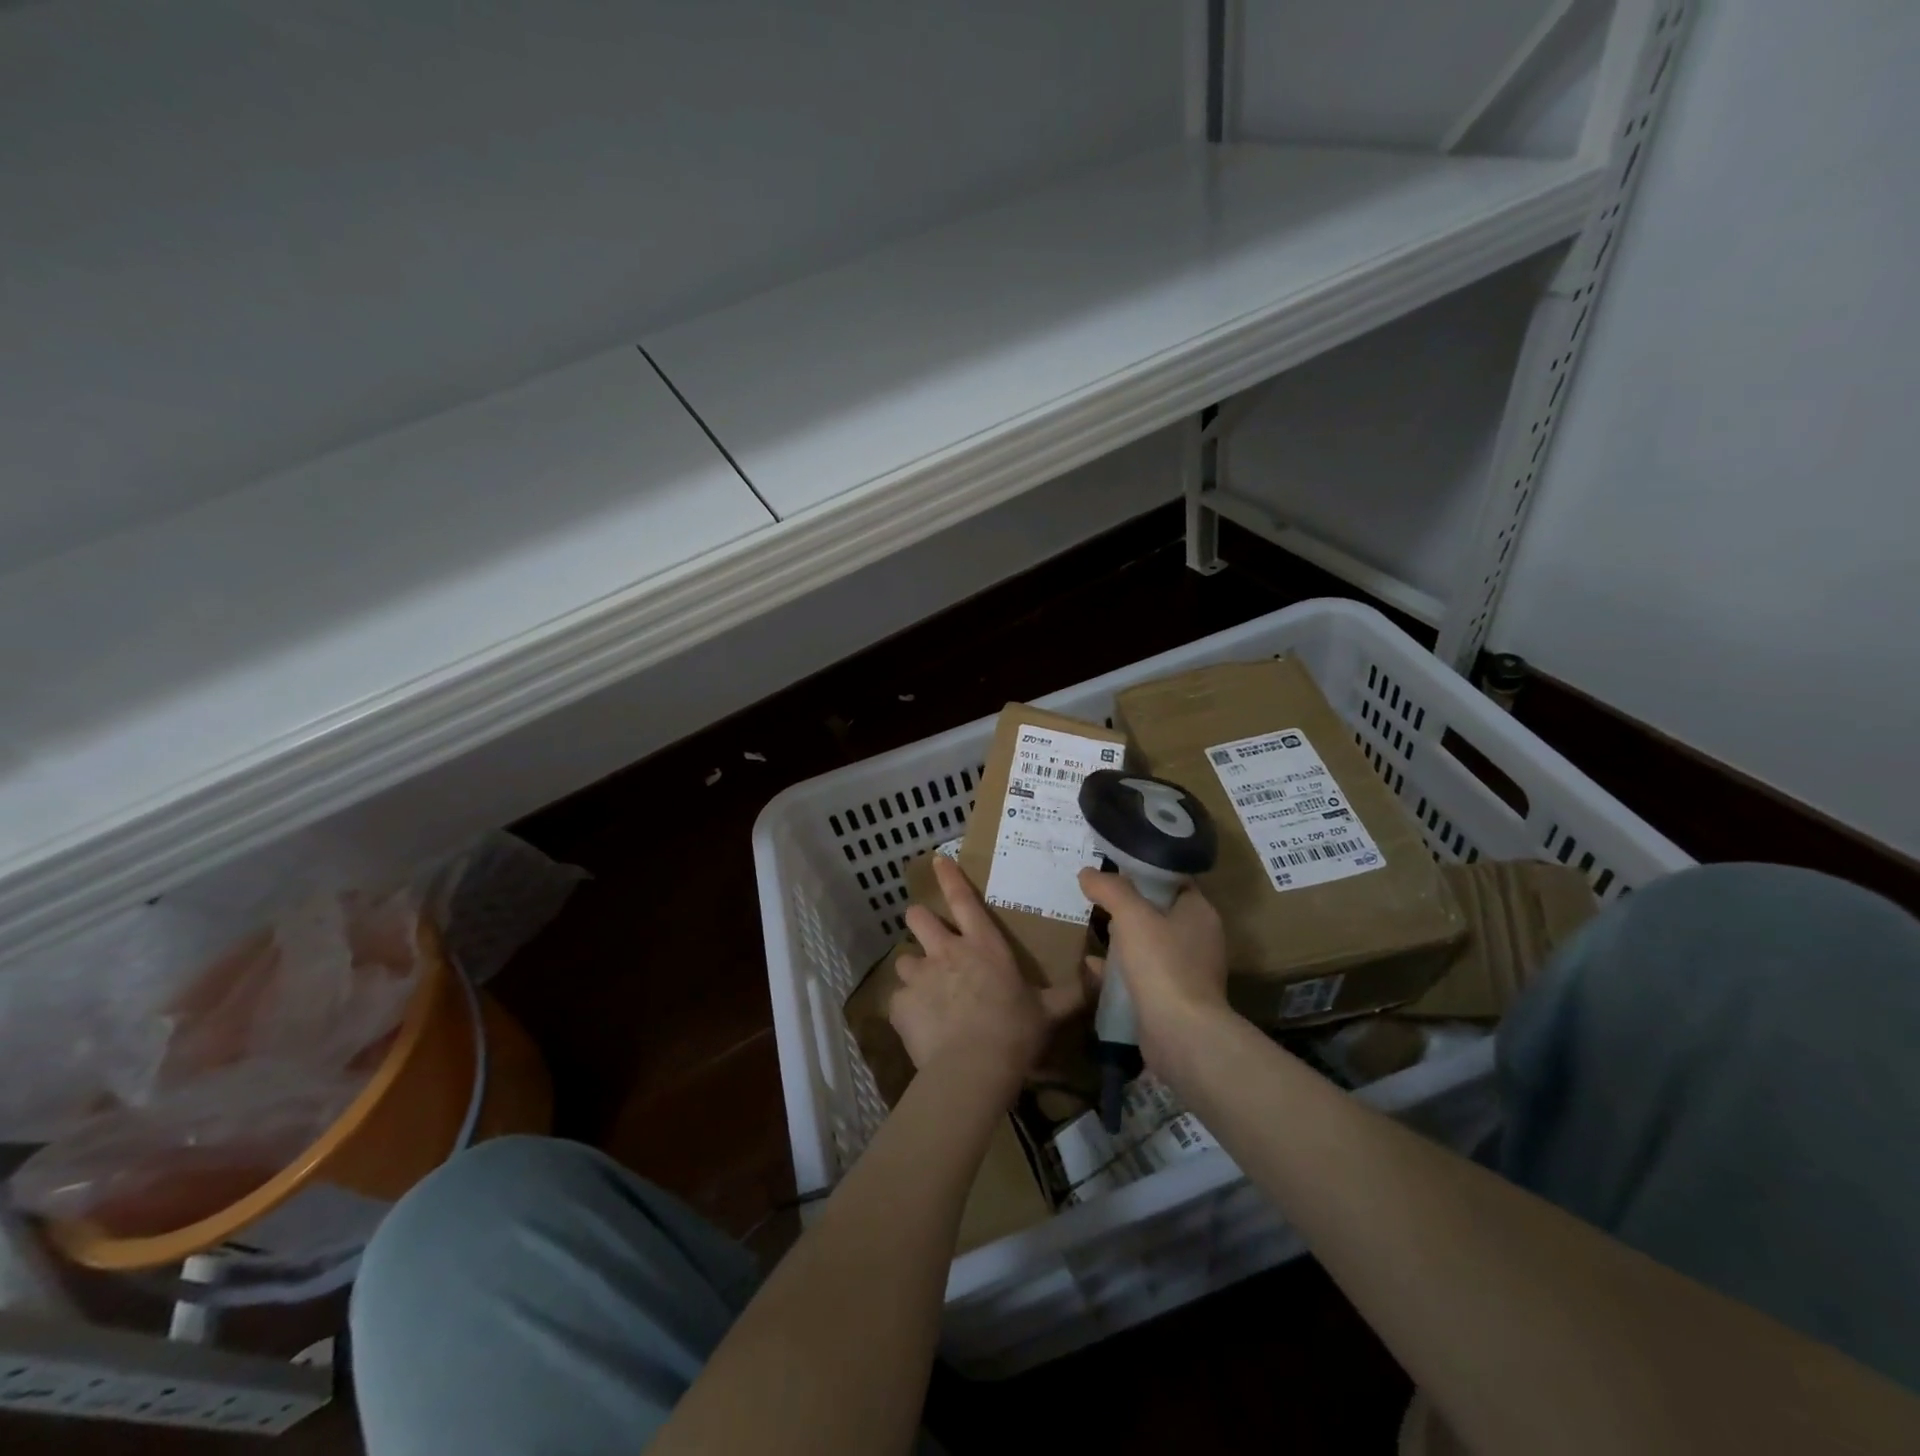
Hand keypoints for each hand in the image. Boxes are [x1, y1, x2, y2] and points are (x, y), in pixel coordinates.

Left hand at [892, 856, 1086, 1082]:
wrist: (972, 1069)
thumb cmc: (1015, 1032)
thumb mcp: (1050, 1010)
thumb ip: (1073, 991)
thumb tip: (1102, 971)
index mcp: (982, 945)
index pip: (962, 899)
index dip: (949, 877)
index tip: (937, 860)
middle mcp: (946, 951)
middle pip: (919, 918)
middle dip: (920, 920)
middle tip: (928, 935)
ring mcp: (919, 976)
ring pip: (904, 959)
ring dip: (913, 970)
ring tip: (923, 989)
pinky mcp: (900, 1004)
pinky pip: (898, 1000)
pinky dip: (906, 1008)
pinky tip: (919, 1025)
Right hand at [1077, 869, 1232, 1077]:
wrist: (1181, 1034)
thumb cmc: (1162, 964)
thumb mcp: (1131, 915)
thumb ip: (1110, 889)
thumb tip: (1088, 873)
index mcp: (1199, 911)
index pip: (1173, 879)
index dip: (1144, 870)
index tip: (1114, 867)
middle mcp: (1198, 937)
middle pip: (1159, 910)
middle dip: (1129, 905)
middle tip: (1098, 896)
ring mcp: (1187, 969)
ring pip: (1149, 942)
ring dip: (1123, 937)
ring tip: (1092, 926)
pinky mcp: (1172, 996)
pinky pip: (1142, 972)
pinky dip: (1119, 967)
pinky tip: (1092, 966)